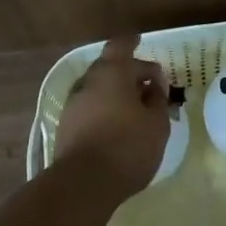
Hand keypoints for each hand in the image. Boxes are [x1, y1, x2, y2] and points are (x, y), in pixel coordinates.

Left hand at [55, 35, 171, 197]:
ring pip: (99, 89)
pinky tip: (119, 127)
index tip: (139, 41)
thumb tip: (154, 87)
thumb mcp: (157, 123)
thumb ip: (158, 100)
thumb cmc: (127, 146)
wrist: (82, 184)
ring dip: (117, 93)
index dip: (131, 42)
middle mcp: (89, 81)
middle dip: (129, 73)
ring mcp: (74, 104)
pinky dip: (105, 110)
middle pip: (110, 67)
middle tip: (149, 86)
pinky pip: (91, 107)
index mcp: (112, 72)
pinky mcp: (66, 126)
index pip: (121, 45)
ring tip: (137, 110)